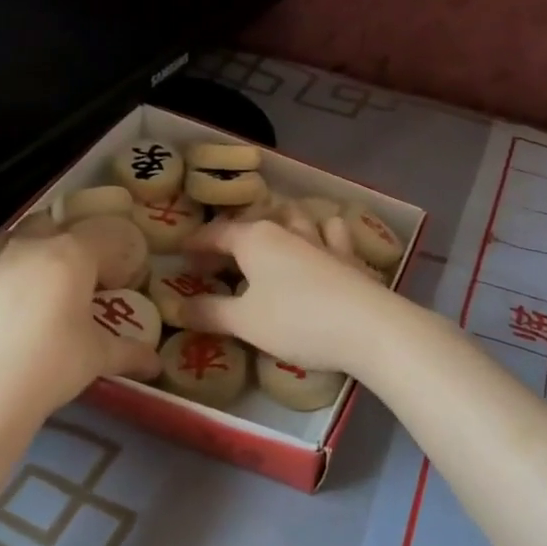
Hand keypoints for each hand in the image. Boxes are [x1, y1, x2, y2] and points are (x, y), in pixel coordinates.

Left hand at [0, 232, 162, 418]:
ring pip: (18, 238)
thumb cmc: (49, 363)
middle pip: (57, 224)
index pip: (106, 235)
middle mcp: (31, 245)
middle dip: (72, 242)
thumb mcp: (96, 358)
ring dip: (35, 252)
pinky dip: (4, 275)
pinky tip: (6, 308)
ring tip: (42, 290)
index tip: (120, 283)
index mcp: (72, 254)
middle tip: (81, 277)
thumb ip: (129, 353)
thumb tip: (155, 363)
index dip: (118, 255)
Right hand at [179, 216, 396, 374]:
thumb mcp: (244, 322)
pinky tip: (322, 242)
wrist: (369, 327)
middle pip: (254, 224)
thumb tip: (178, 309)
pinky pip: (332, 234)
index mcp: (254, 239)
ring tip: (270, 241)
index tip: (181, 258)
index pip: (215, 233)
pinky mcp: (349, 257)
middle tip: (220, 260)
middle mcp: (287, 230)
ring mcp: (322, 240)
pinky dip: (322, 233)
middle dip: (235, 236)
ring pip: (296, 218)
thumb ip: (209, 312)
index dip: (196, 245)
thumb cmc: (296, 321)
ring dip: (280, 225)